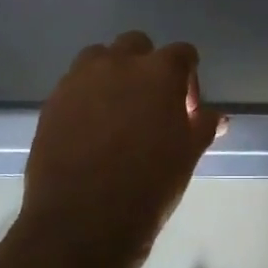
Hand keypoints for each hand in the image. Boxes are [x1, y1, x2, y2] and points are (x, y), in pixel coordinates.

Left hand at [22, 32, 225, 260]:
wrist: (83, 221)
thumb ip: (203, 126)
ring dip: (112, 75)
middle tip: (151, 106)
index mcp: (158, 72)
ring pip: (99, 58)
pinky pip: (74, 86)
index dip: (188, 79)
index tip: (186, 111)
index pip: (182, 54)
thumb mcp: (188, 156)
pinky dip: (86, 97)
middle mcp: (117, 64)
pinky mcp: (51, 102)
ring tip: (116, 113)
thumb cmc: (149, 186)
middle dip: (146, 68)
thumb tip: (215, 116)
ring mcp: (78, 80)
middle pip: (136, 45)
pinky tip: (91, 132)